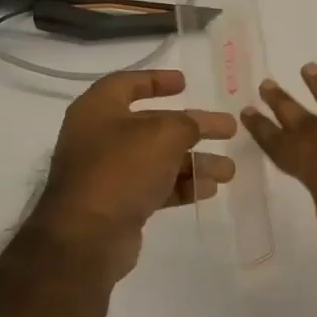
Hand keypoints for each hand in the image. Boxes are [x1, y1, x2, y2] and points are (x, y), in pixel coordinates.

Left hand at [27, 70, 236, 280]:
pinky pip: (156, 186)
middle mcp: (100, 138)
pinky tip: (209, 189)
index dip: (156, 80)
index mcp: (98, 110)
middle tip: (228, 129)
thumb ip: (188, 124)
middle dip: (193, 128)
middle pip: (154, 125)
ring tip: (228, 170)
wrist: (88, 236)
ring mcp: (109, 173)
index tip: (186, 83)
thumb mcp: (163, 135)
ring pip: (160, 159)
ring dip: (195, 161)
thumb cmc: (122, 170)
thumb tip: (198, 125)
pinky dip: (182, 186)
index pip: (127, 84)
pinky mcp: (119, 203)